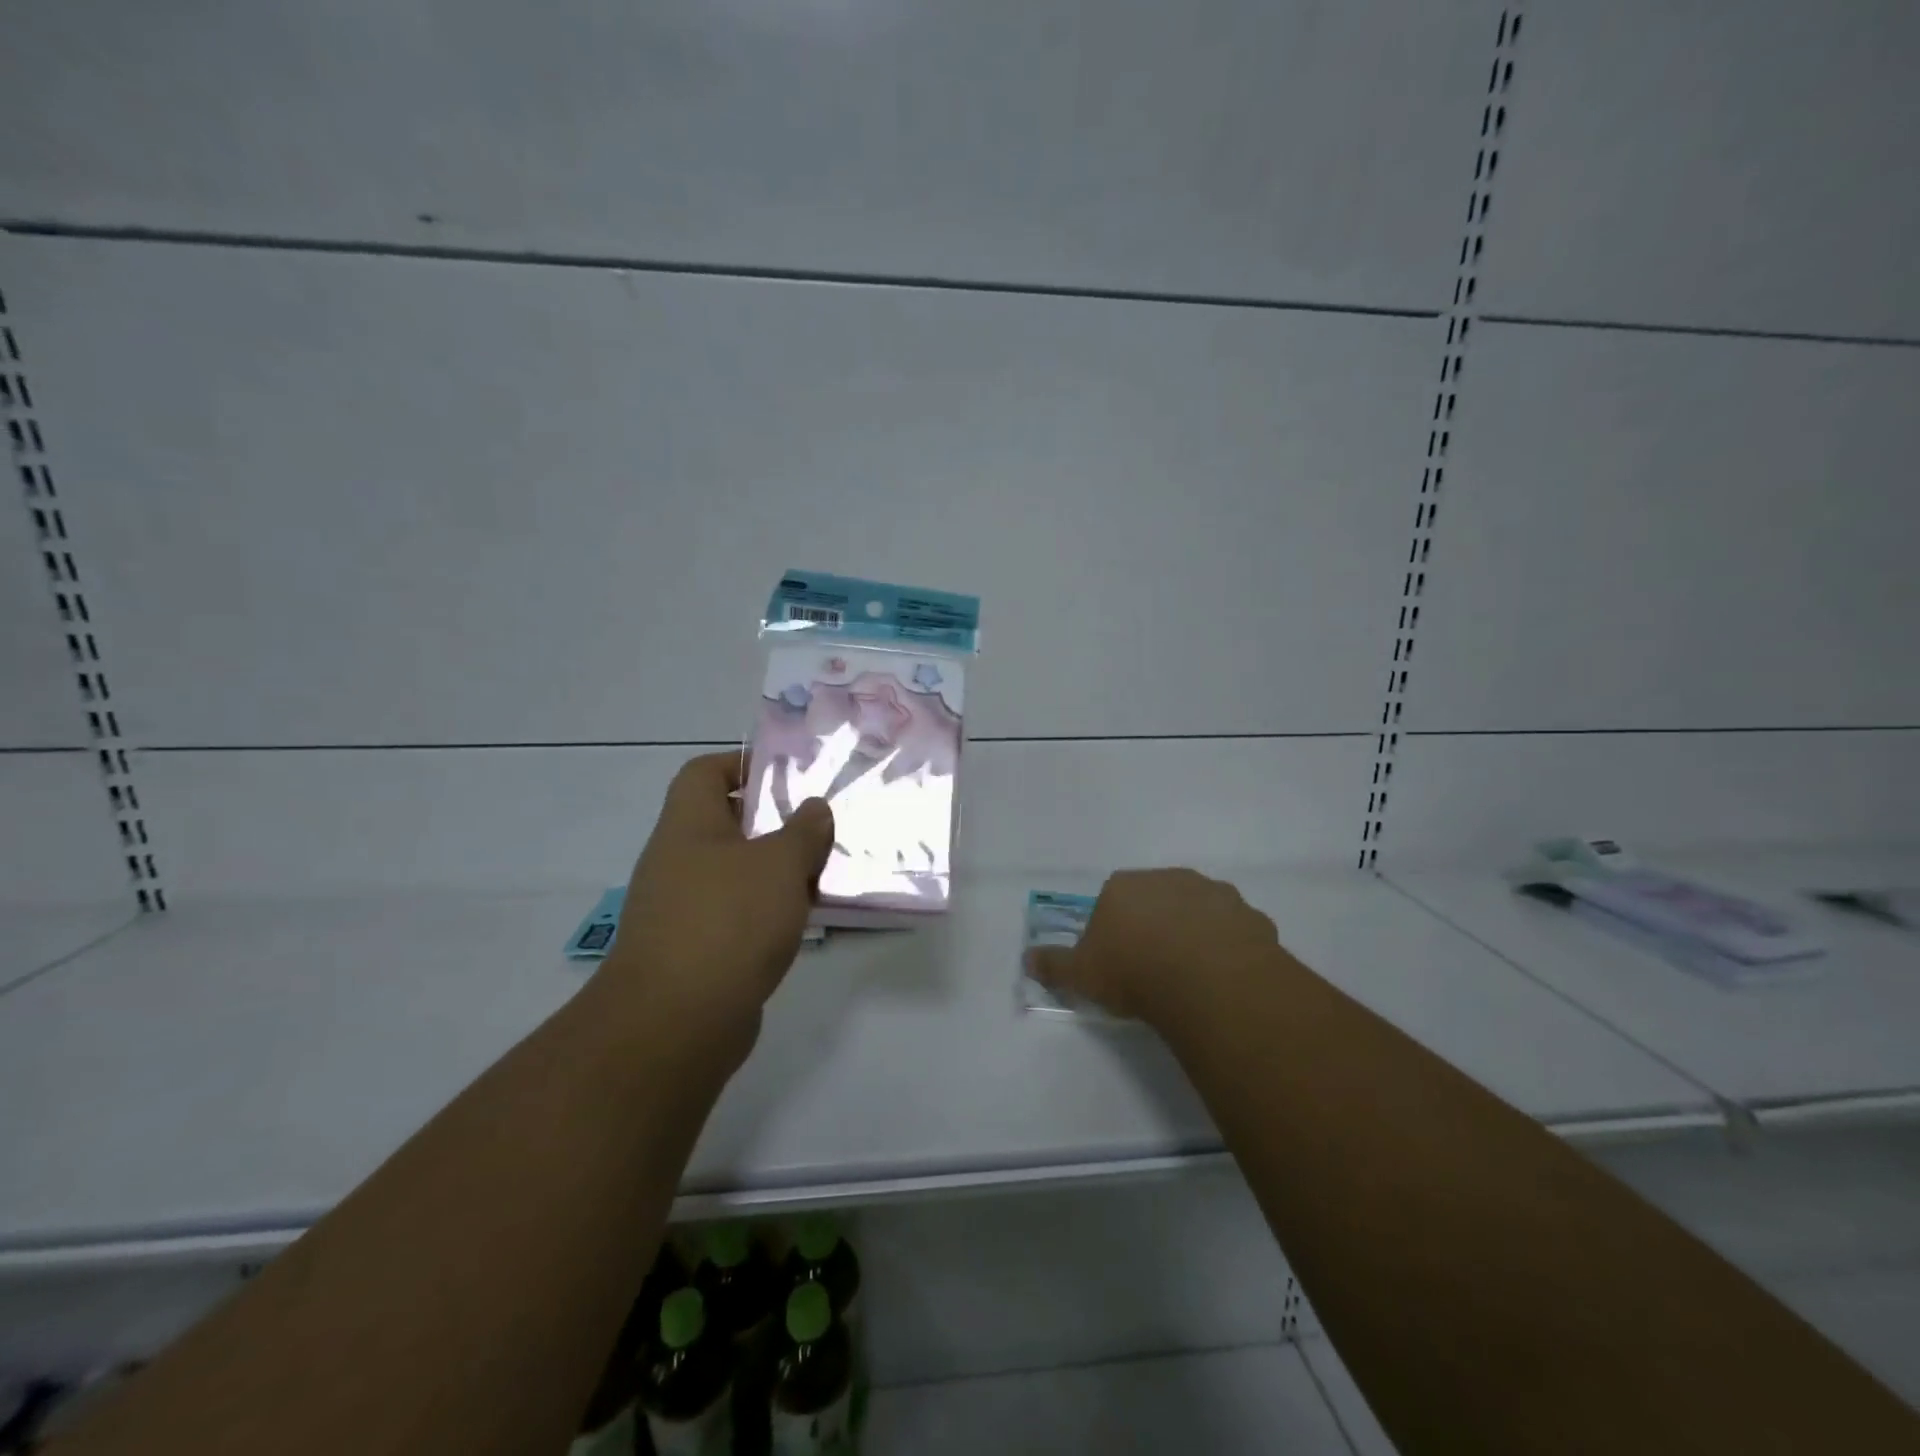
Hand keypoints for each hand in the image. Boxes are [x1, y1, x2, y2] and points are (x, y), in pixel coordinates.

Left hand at [600, 752, 832, 1063]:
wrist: (676, 1023)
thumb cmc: (728, 921)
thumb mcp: (779, 864)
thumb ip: (803, 831)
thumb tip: (814, 808)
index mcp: (688, 825)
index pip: (704, 772)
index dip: (740, 763)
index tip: (785, 773)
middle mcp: (678, 860)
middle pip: (726, 823)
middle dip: (774, 822)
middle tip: (820, 824)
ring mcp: (682, 908)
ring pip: (736, 872)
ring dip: (776, 870)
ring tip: (823, 871)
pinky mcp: (695, 950)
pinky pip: (737, 914)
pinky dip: (767, 911)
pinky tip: (804, 919)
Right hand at [1025, 868, 1279, 1027]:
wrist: (1207, 980)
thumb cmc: (1133, 971)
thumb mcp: (1081, 974)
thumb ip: (1054, 965)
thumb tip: (1027, 959)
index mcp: (1124, 885)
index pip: (1112, 898)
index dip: (1113, 928)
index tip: (1116, 960)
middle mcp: (1169, 878)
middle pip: (1156, 899)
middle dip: (1155, 925)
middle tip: (1154, 966)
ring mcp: (1214, 893)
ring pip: (1198, 910)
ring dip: (1194, 932)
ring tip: (1192, 974)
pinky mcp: (1250, 916)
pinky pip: (1234, 930)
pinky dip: (1228, 947)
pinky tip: (1223, 977)